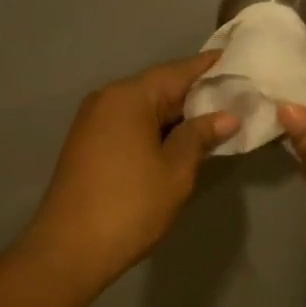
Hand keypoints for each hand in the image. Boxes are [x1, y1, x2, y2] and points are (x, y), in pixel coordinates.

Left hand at [22, 53, 239, 294]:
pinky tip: (178, 140)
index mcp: (129, 97)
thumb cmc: (130, 205)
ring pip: (143, 109)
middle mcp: (106, 100)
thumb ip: (199, 137)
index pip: (176, 72)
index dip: (207, 67)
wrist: (71, 249)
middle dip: (193, 93)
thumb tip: (225, 116)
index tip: (234, 58)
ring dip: (174, 114)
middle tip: (233, 95)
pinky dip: (154, 129)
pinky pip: (128, 125)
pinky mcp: (87, 145)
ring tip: (213, 119)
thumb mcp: (175, 171)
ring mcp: (92, 122)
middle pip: (158, 88)